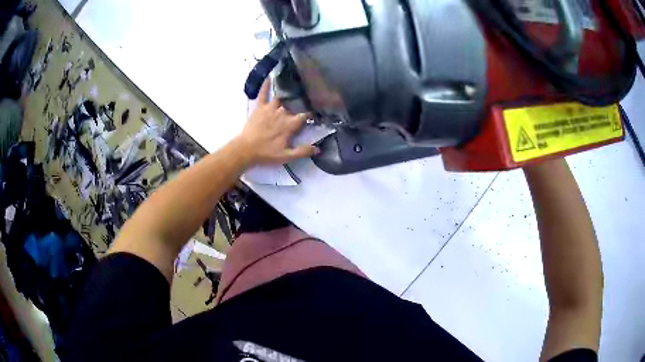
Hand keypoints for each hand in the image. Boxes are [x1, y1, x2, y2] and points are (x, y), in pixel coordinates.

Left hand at [236, 80, 318, 165]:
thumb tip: (318, 149)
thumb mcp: (286, 156)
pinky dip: (265, 86)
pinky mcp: (259, 107)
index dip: (311, 114)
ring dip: (287, 92)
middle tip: (305, 97)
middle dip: (300, 101)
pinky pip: (263, 94)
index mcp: (290, 124)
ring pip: (281, 97)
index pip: (304, 115)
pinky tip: (268, 77)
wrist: (245, 150)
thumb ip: (303, 151)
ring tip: (292, 85)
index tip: (316, 112)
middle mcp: (282, 113)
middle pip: (294, 104)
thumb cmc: (266, 153)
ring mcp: (270, 108)